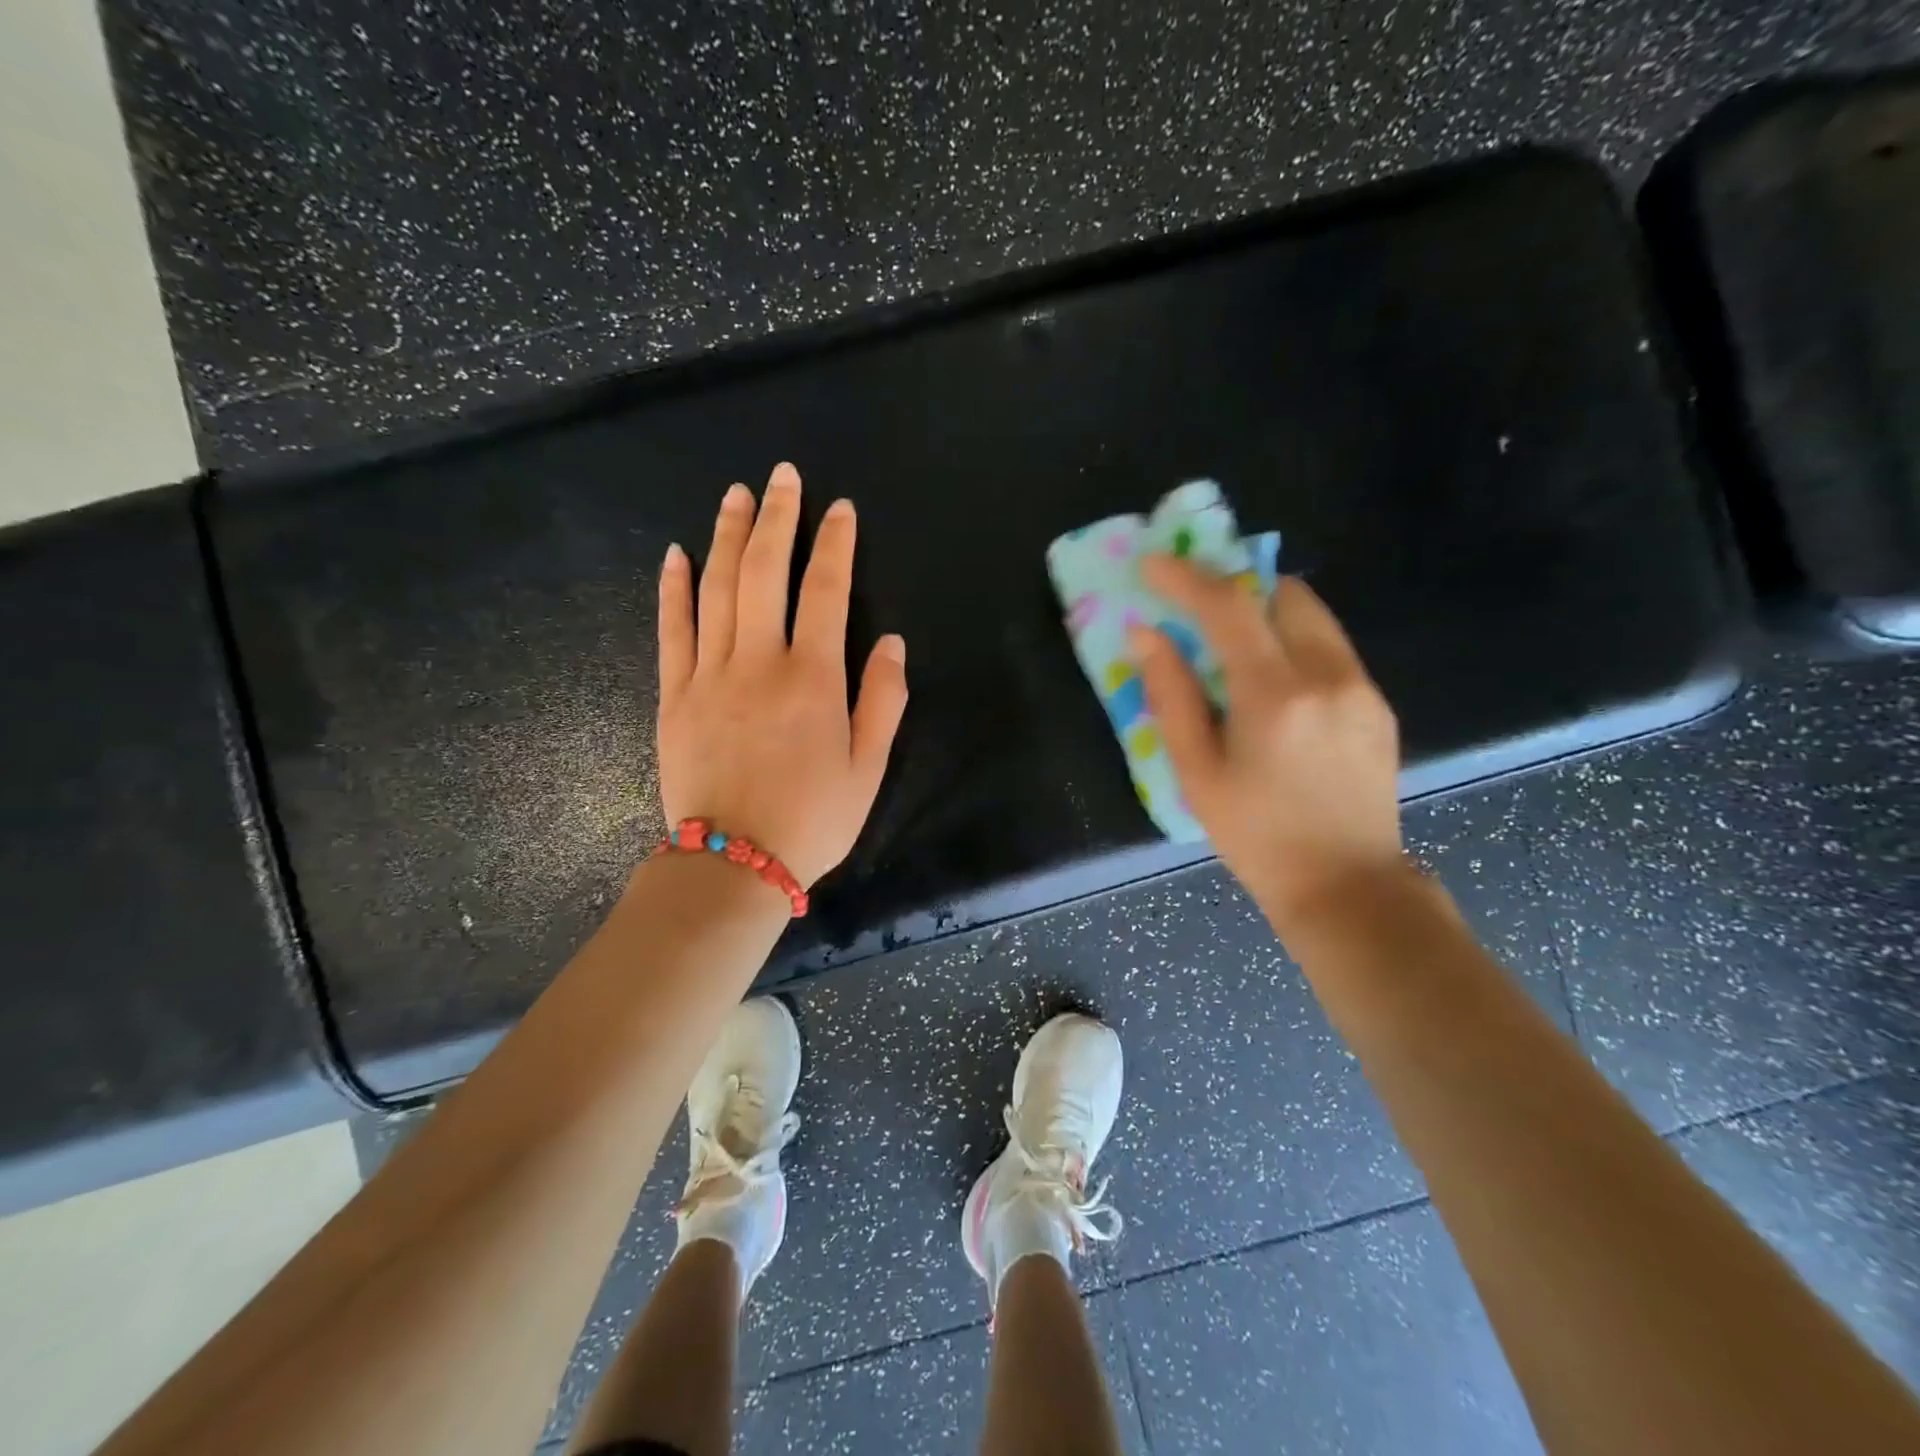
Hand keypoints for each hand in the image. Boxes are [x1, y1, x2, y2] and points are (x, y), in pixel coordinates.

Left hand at [655, 463, 907, 887]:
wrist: (733, 863)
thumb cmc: (812, 819)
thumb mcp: (868, 768)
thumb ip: (882, 701)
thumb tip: (891, 643)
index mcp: (813, 679)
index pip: (827, 592)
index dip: (835, 546)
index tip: (840, 510)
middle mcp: (760, 662)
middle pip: (766, 572)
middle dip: (778, 519)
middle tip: (783, 477)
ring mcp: (709, 674)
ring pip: (718, 588)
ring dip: (728, 536)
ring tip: (736, 495)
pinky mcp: (674, 694)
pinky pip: (672, 629)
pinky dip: (674, 588)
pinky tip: (677, 554)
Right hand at [1129, 558, 1407, 937]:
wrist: (1346, 886)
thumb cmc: (1256, 836)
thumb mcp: (1197, 773)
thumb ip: (1172, 696)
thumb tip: (1147, 635)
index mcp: (1275, 696)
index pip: (1229, 607)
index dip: (1186, 578)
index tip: (1153, 565)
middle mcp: (1328, 676)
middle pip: (1283, 594)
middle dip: (1236, 589)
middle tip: (1198, 611)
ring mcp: (1362, 688)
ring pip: (1313, 617)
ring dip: (1268, 616)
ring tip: (1234, 652)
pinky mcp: (1378, 705)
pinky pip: (1331, 649)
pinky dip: (1294, 646)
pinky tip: (1275, 693)